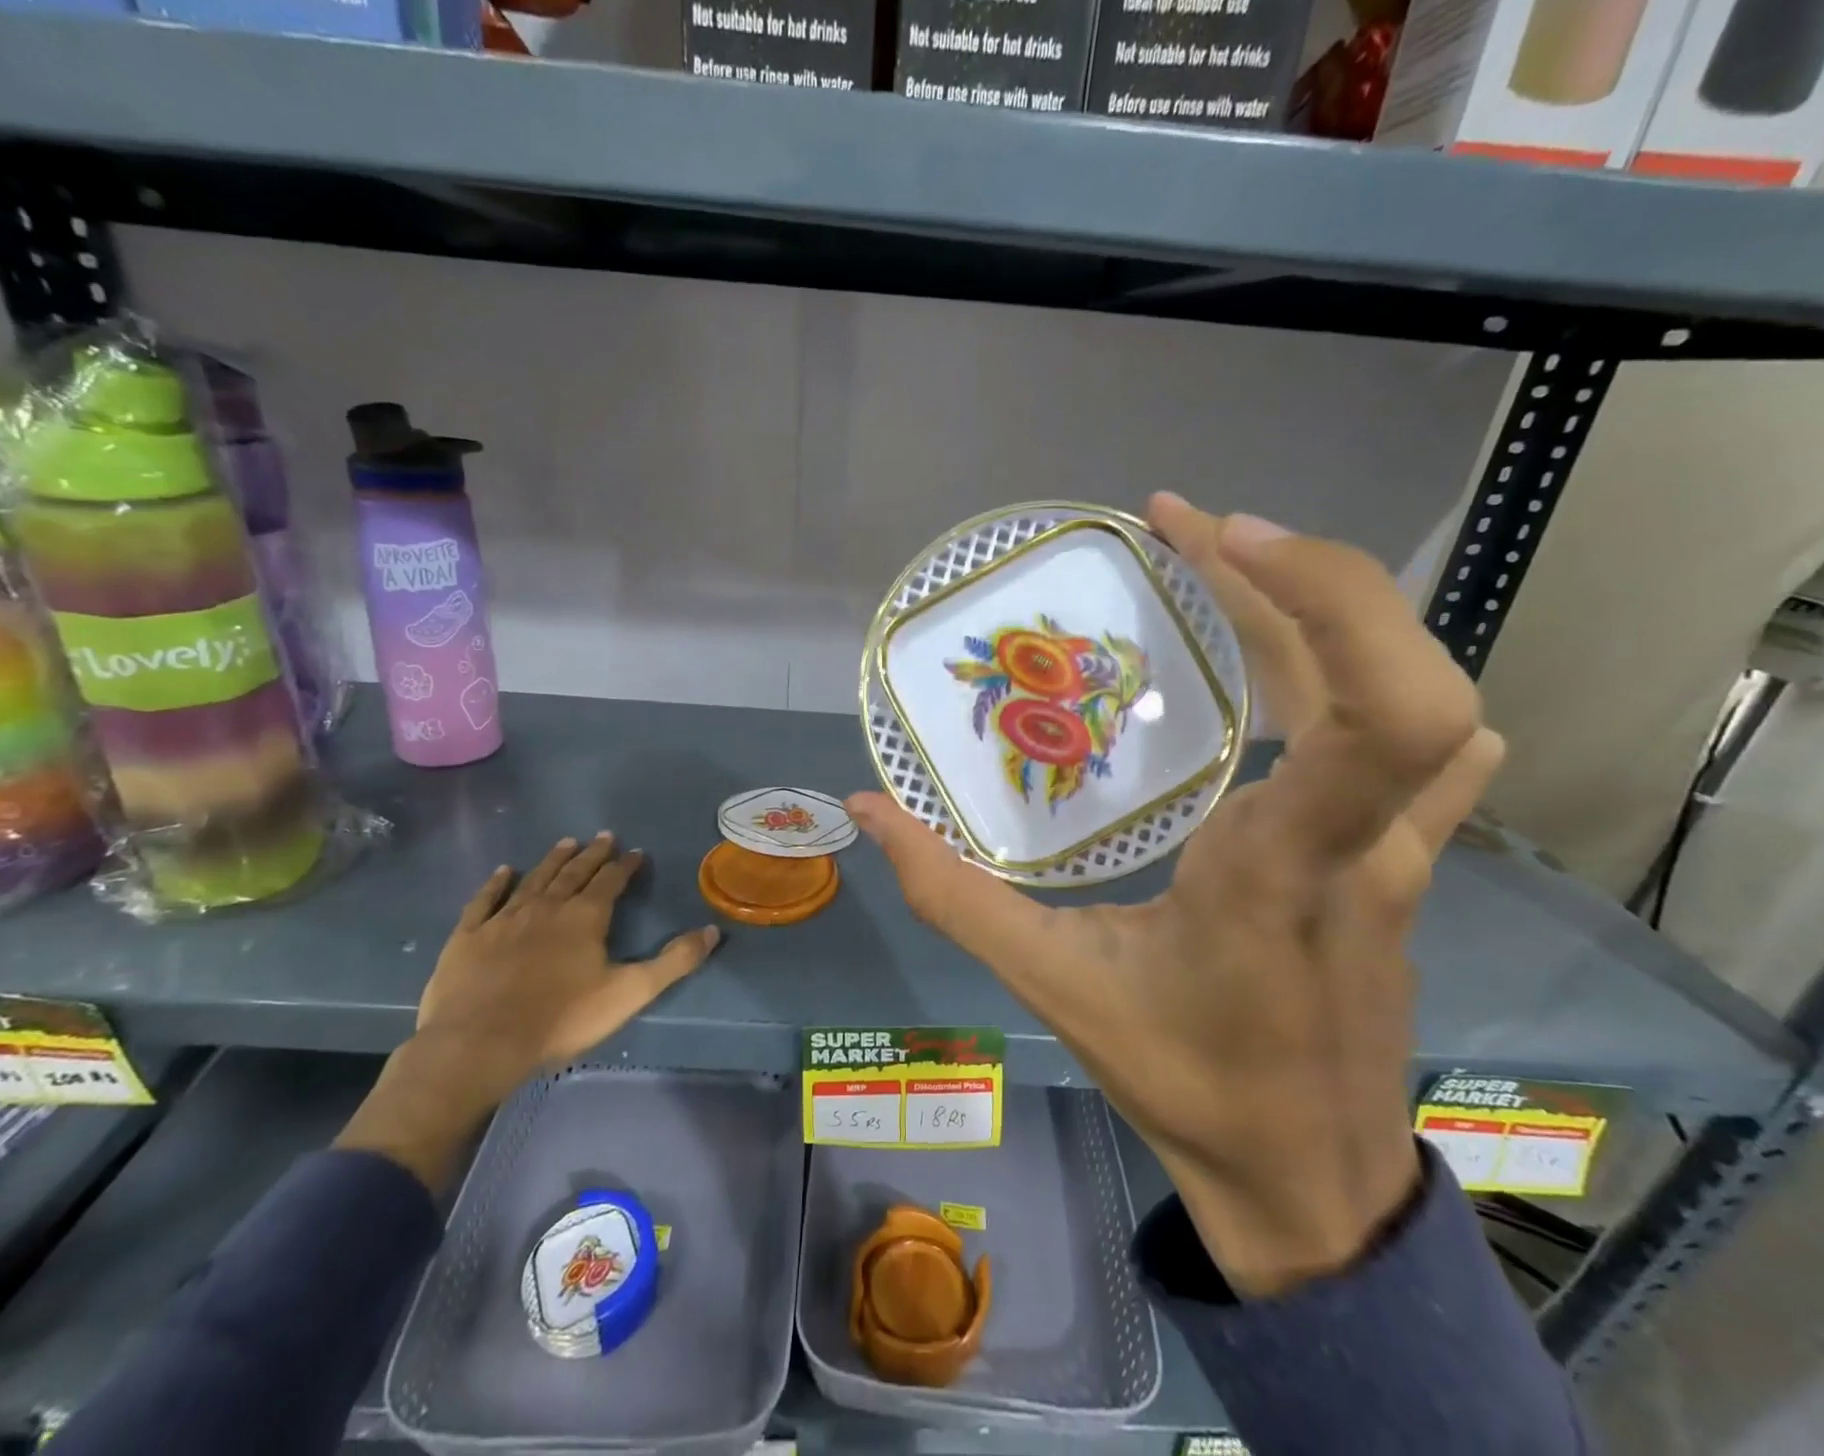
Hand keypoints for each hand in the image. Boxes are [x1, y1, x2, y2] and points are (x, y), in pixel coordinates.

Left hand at [336, 835, 719, 1189]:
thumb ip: (674, 962)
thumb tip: (713, 931)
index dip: (625, 866)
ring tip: (566, 842)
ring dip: (552, 860)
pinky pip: (485, 900)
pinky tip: (503, 872)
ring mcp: (504, 918)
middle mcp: (547, 906)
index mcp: (585, 917)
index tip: (635, 852)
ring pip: (534, 879)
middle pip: (573, 872)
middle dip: (592, 854)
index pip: (611, 881)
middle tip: (603, 836)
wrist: (480, 1043)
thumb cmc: (561, 1019)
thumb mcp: (630, 993)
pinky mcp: (469, 935)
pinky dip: (495, 883)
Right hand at [848, 495, 1502, 1296]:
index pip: (1383, 719)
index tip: (1216, 535)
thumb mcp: (1053, 987)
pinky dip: (1369, 671)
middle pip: (1401, 673)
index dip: (1323, 598)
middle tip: (1184, 526)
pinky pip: (1423, 744)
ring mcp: (1403, 852)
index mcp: (1283, 868)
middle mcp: (1366, 844)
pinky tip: (1301, 663)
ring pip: (1413, 695)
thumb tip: (869, 812)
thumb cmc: (1185, 1080)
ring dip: (1326, 610)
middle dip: (1301, 572)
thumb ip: (953, 896)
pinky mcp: (1405, 862)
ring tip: (1227, 566)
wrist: (1308, 1176)